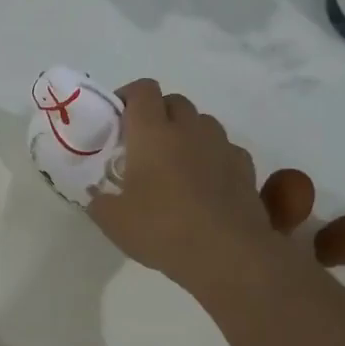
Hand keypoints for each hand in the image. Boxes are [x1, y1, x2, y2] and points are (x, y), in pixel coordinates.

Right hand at [87, 79, 268, 288]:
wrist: (227, 254)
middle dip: (158, 114)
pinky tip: (203, 184)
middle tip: (142, 144)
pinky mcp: (246, 169)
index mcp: (152, 133)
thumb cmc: (161, 229)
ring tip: (174, 164)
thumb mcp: (112, 221)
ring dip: (186, 134)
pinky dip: (212, 157)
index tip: (116, 117)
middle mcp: (189, 130)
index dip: (128, 96)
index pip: (143, 91)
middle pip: (175, 101)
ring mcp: (222, 147)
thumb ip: (99, 201)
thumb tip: (98, 196)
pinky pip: (225, 149)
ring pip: (203, 123)